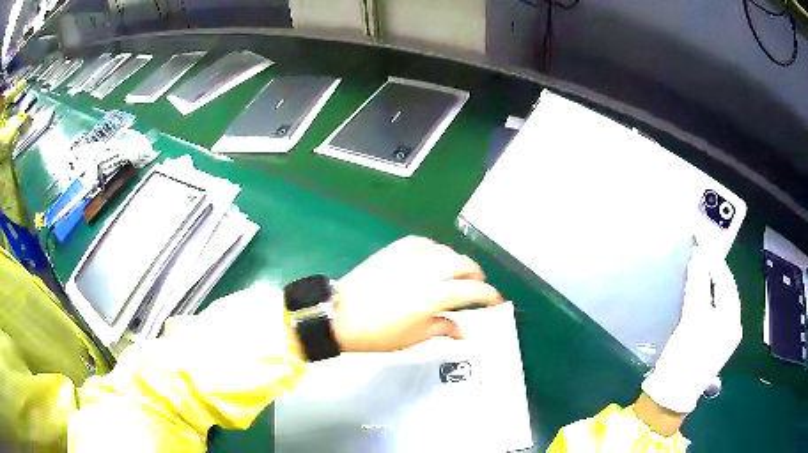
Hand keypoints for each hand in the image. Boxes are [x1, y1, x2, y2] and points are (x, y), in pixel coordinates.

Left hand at [331, 236, 503, 351]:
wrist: (341, 315)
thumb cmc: (379, 333)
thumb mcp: (416, 337)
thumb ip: (445, 328)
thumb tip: (466, 332)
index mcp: (436, 295)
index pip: (474, 291)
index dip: (490, 296)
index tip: (496, 301)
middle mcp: (428, 270)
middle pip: (464, 265)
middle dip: (477, 276)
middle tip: (478, 287)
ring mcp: (411, 257)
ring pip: (446, 252)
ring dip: (457, 263)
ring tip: (455, 276)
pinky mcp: (395, 250)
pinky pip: (424, 244)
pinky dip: (436, 251)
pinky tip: (434, 260)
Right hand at [641, 246, 742, 413]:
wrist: (670, 397)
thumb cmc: (685, 358)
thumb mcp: (693, 320)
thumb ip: (698, 285)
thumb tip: (699, 256)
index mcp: (732, 319)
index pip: (726, 280)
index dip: (714, 258)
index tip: (700, 239)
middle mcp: (731, 325)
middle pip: (724, 288)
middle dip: (712, 268)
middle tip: (697, 250)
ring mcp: (721, 335)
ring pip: (717, 299)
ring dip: (707, 281)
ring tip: (695, 265)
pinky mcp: (710, 342)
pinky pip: (711, 310)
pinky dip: (703, 296)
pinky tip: (695, 291)